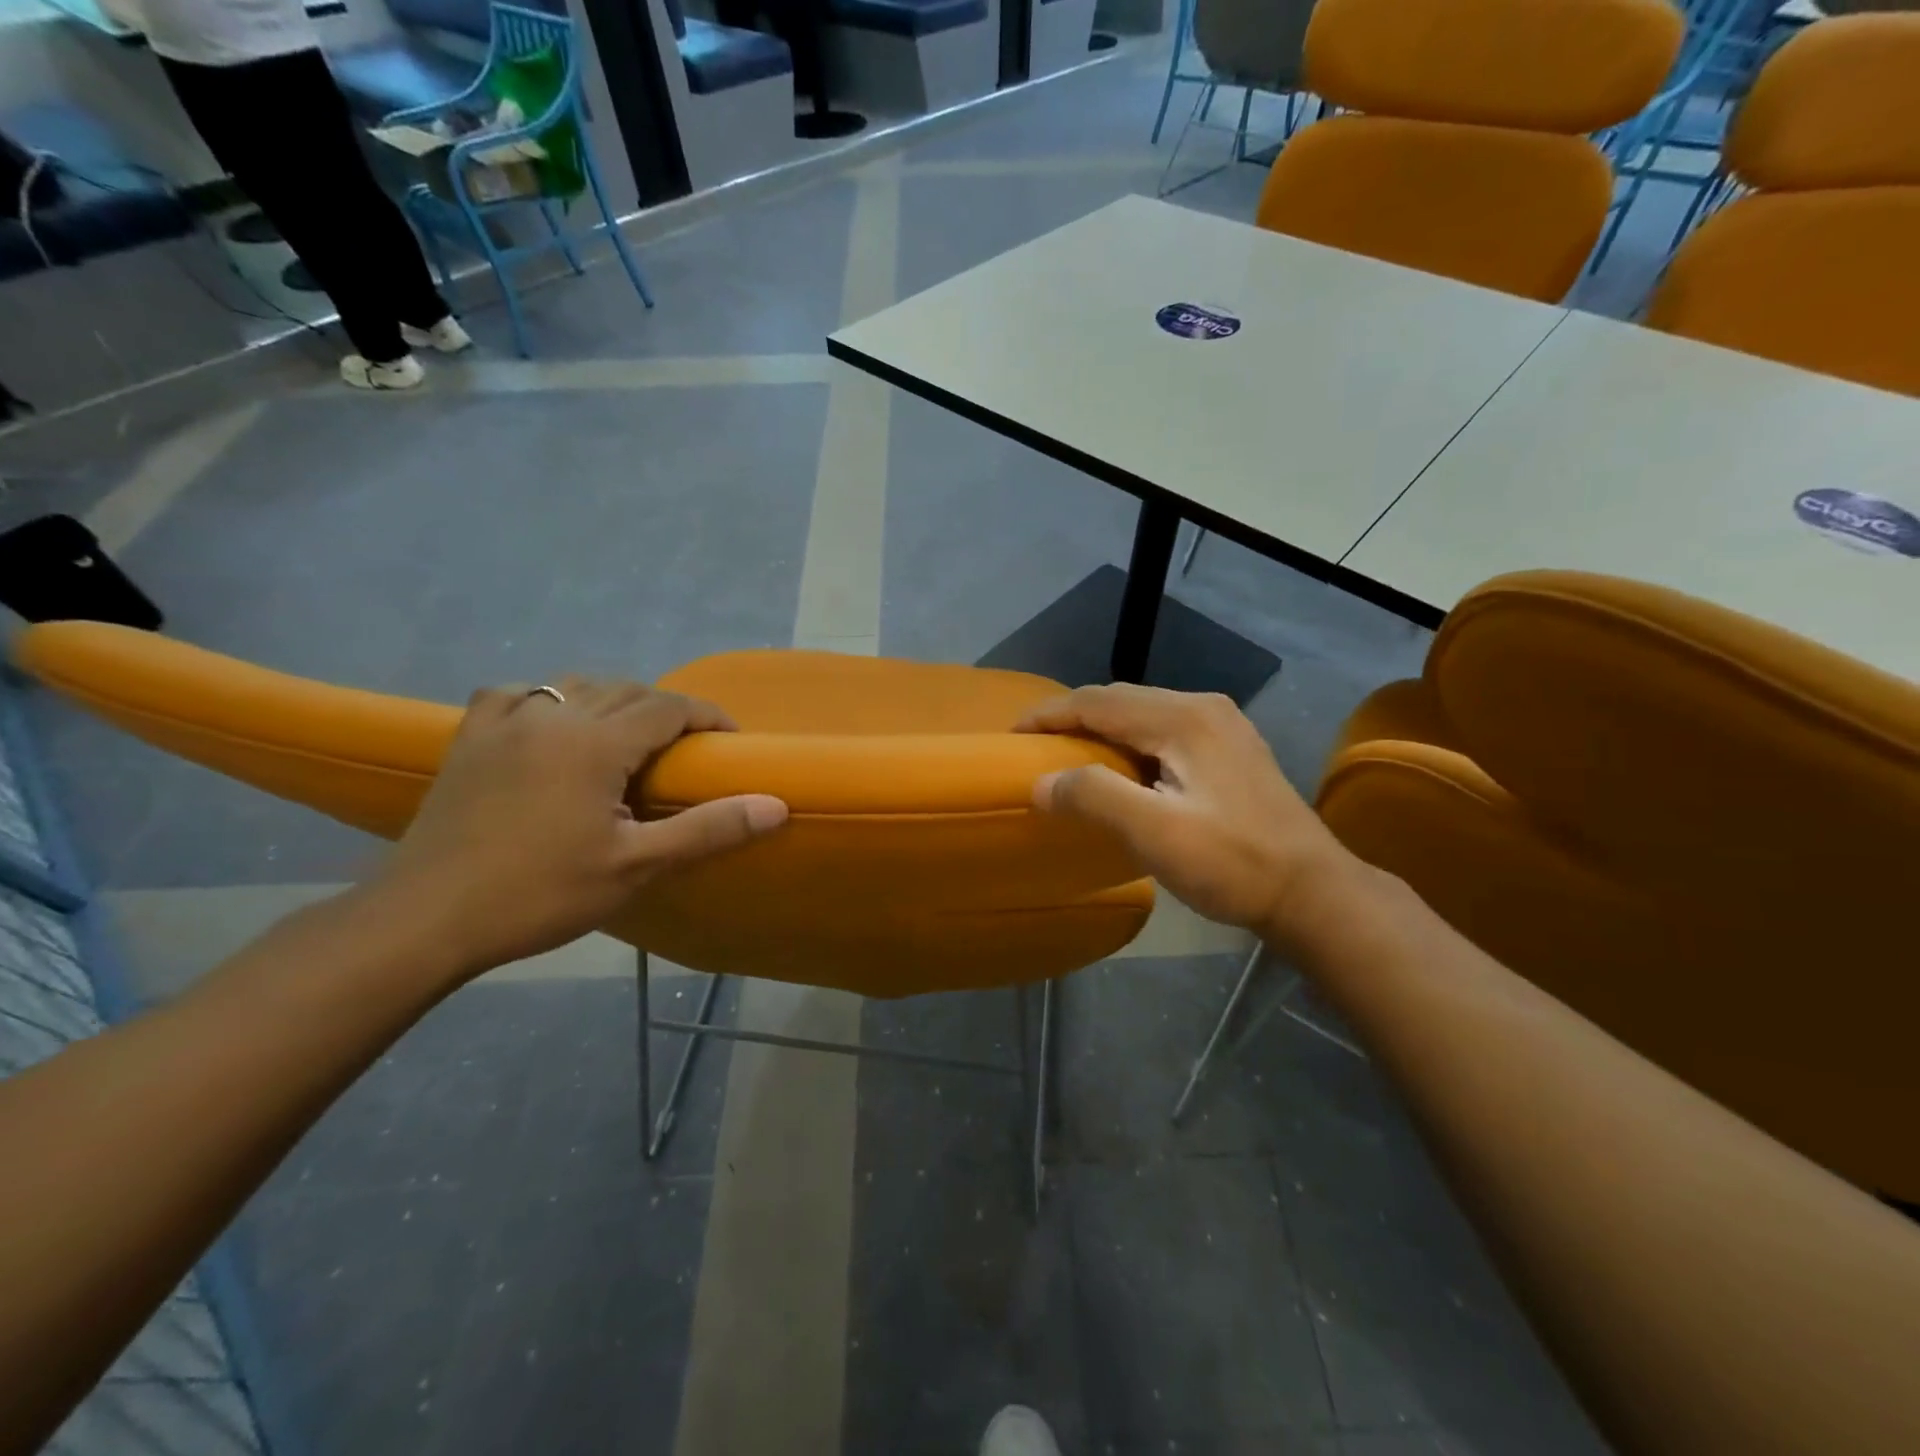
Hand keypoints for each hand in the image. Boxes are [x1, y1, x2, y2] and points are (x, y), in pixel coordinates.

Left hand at [366, 676, 786, 978]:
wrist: (424, 920)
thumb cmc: (539, 894)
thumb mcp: (636, 867)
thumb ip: (709, 829)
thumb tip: (776, 805)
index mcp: (595, 742)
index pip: (668, 706)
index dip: (706, 716)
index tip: (729, 740)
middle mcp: (552, 716)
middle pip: (626, 690)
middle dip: (666, 710)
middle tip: (686, 750)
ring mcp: (504, 722)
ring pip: (576, 686)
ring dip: (614, 701)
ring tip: (629, 737)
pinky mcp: (469, 738)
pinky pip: (518, 694)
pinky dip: (548, 699)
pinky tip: (552, 722)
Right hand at [1016, 685, 1359, 942]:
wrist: (1313, 892)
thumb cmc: (1233, 863)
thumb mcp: (1155, 833)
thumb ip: (1094, 797)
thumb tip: (1040, 783)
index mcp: (1183, 718)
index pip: (1097, 701)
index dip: (1049, 714)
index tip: (1011, 735)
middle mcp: (1203, 708)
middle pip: (1120, 700)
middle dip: (1072, 718)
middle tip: (1035, 747)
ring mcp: (1222, 727)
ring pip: (1142, 714)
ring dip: (1101, 729)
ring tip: (1068, 757)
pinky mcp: (1231, 750)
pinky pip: (1163, 731)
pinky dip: (1129, 743)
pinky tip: (1121, 770)